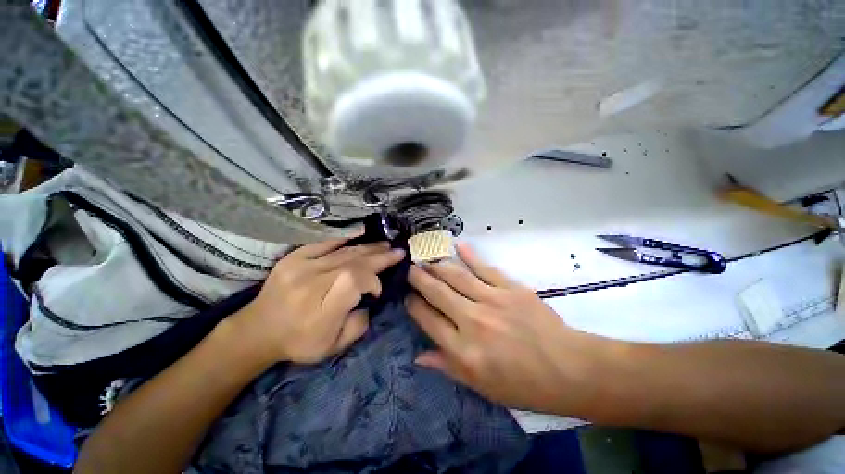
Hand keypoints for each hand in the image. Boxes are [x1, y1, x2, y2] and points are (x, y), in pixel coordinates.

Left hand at [233, 238, 404, 364]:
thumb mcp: (333, 346)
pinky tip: (360, 234)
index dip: (373, 281)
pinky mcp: (293, 258)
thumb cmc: (299, 342)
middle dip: (380, 256)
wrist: (258, 331)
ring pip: (344, 252)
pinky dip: (344, 237)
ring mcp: (301, 267)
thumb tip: (368, 301)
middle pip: (353, 262)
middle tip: (397, 252)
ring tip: (385, 245)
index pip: (355, 281)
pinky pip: (323, 242)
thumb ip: (358, 325)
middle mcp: (312, 283)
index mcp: (321, 309)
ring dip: (368, 247)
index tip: (377, 291)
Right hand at [407, 243, 604, 413]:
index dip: (413, 306)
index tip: (407, 297)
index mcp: (463, 349)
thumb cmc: (523, 385)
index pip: (428, 320)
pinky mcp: (510, 288)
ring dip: (438, 266)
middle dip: (419, 279)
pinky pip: (484, 268)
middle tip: (410, 269)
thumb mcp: (480, 387)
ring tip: (426, 259)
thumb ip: (447, 367)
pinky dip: (470, 256)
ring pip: (456, 277)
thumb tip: (419, 356)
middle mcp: (472, 321)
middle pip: (437, 293)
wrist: (568, 369)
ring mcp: (492, 300)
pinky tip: (457, 246)